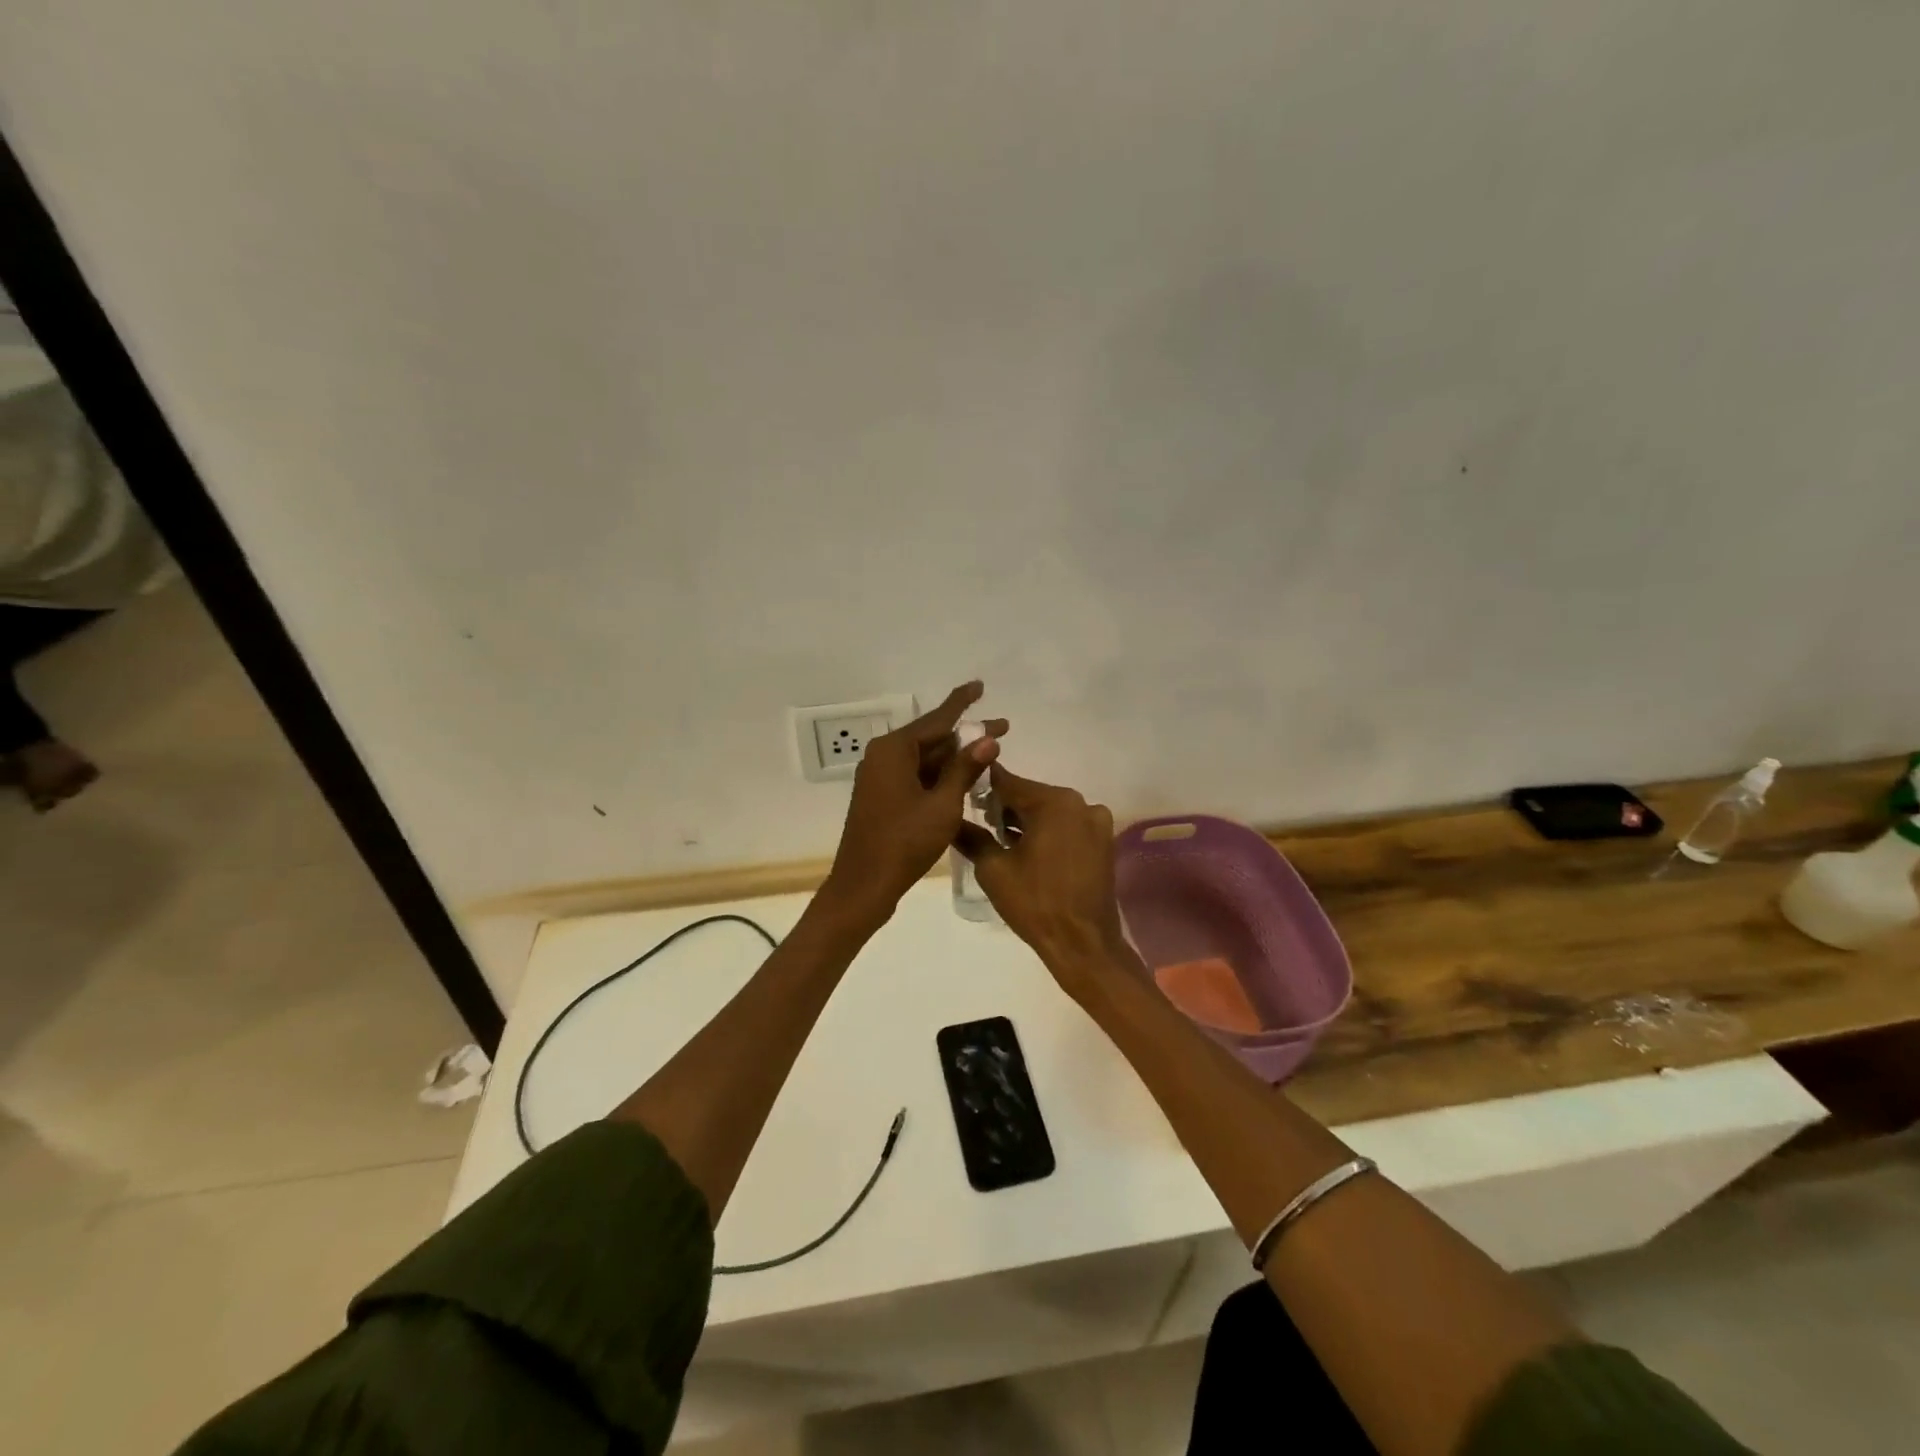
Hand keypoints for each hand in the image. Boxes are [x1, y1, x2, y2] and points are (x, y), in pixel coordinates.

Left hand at [821, 682, 1004, 928]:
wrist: (863, 886)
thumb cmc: (904, 843)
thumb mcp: (943, 805)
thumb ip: (965, 769)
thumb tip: (988, 739)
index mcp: (894, 750)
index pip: (937, 718)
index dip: (962, 702)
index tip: (980, 685)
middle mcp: (883, 757)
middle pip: (932, 738)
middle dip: (967, 735)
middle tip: (1004, 728)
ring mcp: (880, 778)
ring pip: (925, 759)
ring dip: (955, 758)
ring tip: (990, 756)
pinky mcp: (882, 797)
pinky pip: (916, 776)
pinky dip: (940, 776)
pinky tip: (964, 781)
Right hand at [953, 765, 1129, 992]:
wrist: (1084, 944)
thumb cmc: (1035, 903)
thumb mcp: (993, 869)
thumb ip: (971, 837)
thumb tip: (951, 820)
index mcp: (1054, 802)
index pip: (1008, 782)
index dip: (983, 786)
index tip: (963, 791)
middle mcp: (1080, 803)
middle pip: (1031, 795)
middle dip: (1005, 806)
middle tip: (980, 823)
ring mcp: (1096, 822)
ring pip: (1050, 811)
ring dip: (1027, 821)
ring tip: (1002, 841)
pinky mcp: (1103, 842)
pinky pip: (1067, 826)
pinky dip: (1048, 832)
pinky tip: (1029, 852)